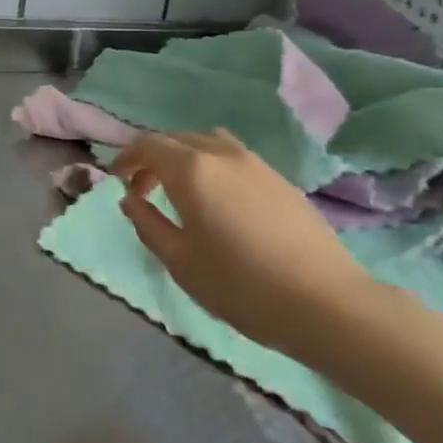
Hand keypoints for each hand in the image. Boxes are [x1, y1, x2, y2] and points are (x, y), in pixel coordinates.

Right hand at [111, 130, 375, 361]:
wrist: (325, 303)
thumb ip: (147, 224)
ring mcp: (254, 162)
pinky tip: (219, 200)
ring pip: (206, 142)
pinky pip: (232, 156)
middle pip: (175, 139)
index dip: (125, 158)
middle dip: (151, 158)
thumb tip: (131, 200)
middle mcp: (220, 153)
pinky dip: (211, 165)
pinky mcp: (279, 178)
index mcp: (191, 169)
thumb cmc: (241, 285)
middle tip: (142, 190)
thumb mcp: (180, 261)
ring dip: (184, 157)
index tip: (116, 180)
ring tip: (180, 189)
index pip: (147, 145)